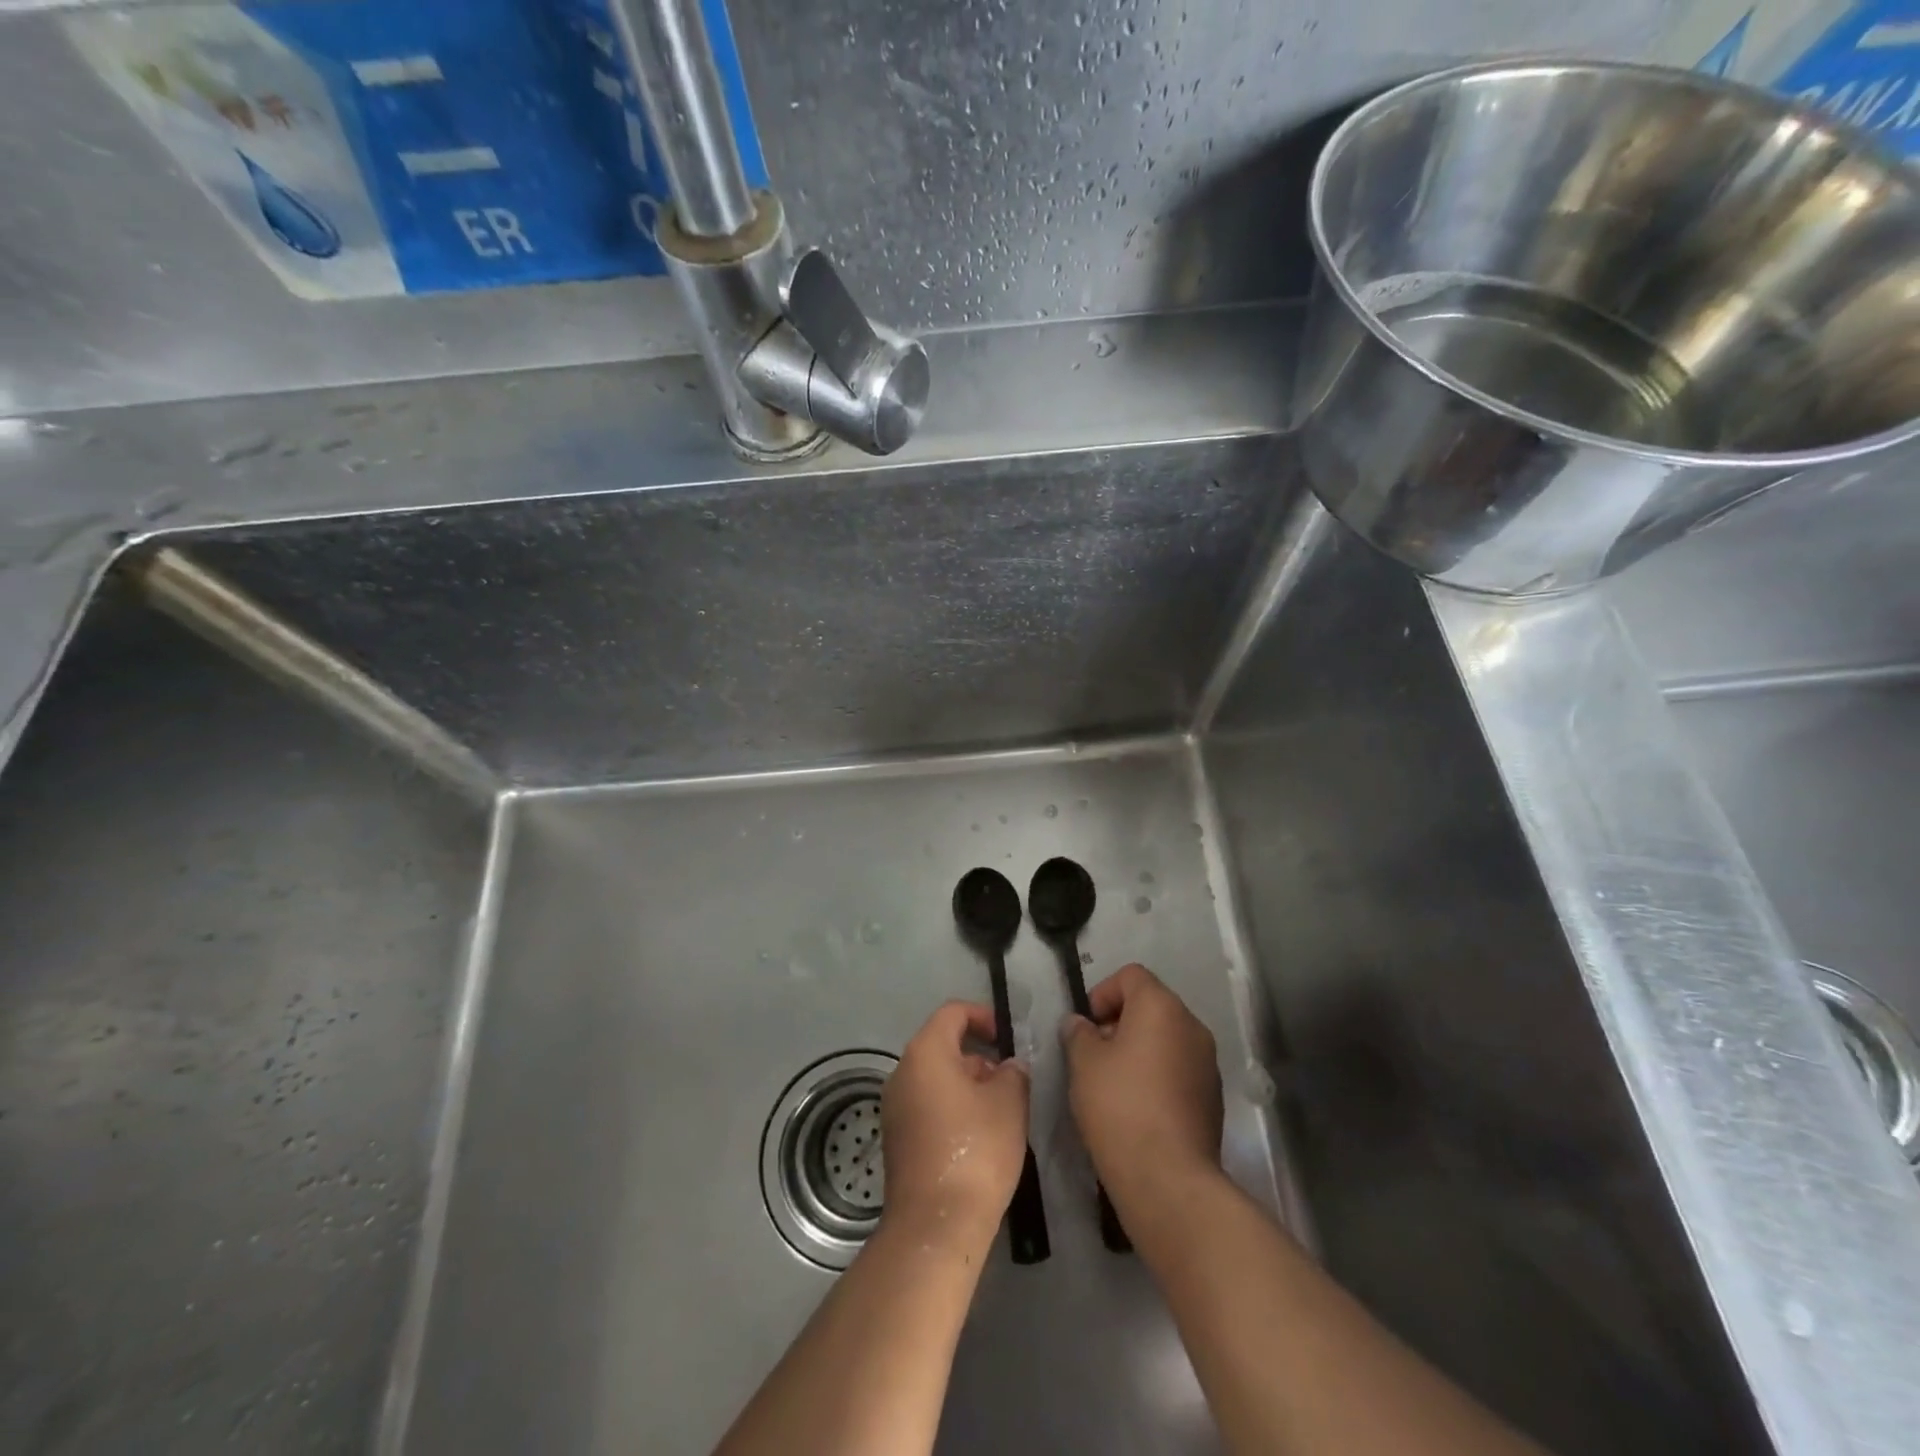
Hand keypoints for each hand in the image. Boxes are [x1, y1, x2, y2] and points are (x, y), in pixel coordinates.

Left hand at [880, 1002, 1029, 1252]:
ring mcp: (895, 1108)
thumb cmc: (975, 1152)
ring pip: (936, 1079)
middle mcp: (902, 1073)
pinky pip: (927, 1106)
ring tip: (1001, 1111)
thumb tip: (1008, 1067)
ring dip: (968, 1085)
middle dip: (979, 1056)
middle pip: (943, 1046)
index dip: (983, 1016)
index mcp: (925, 1053)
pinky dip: (953, 1108)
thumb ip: (1013, 1073)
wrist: (936, 1227)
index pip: (953, 1013)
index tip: (1009, 1038)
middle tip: (1011, 1080)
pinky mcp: (897, 1140)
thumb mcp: (1009, 1103)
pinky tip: (980, 1137)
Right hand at [1061, 964, 1222, 1201]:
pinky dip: (1158, 1074)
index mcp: (1161, 1007)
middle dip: (1120, 1021)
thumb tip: (1080, 1024)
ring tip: (1114, 1083)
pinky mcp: (1213, 1096)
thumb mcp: (1083, 1063)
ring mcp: (1207, 1062)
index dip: (1103, 992)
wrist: (1168, 1177)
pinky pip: (1179, 1068)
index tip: (1087, 1026)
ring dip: (1140, 1049)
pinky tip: (1138, 1107)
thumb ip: (1078, 1033)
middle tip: (1095, 1054)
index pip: (1131, 975)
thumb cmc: (1119, 1106)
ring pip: (1167, 1038)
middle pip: (1152, 1005)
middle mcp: (1191, 1025)